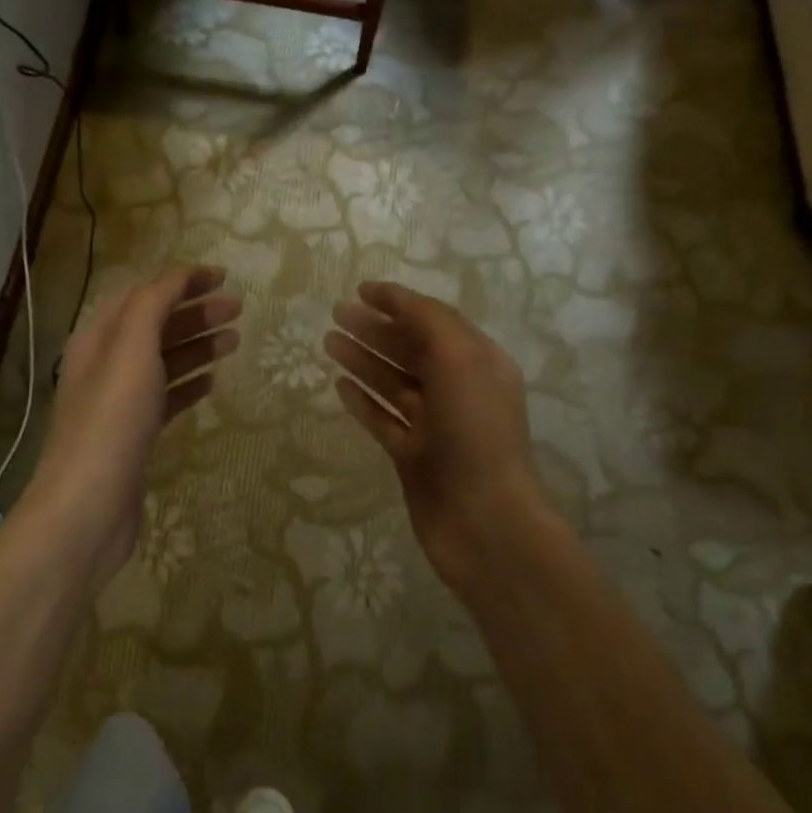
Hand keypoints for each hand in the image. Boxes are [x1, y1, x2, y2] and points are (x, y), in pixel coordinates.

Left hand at [27, 266, 241, 591]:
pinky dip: (189, 384)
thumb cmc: (111, 422)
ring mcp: (120, 403)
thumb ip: (153, 306)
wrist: (88, 506)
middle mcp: (106, 365)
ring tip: (235, 339)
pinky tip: (212, 382)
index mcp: (99, 339)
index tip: (222, 277)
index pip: (142, 295)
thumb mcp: (131, 350)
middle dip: (195, 312)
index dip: (180, 282)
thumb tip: (178, 277)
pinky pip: (166, 398)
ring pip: (163, 362)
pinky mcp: (134, 436)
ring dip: (197, 346)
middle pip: (155, 326)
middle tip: (238, 308)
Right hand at [325, 282, 547, 590]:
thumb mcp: (460, 361)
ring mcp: (434, 426)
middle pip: (411, 350)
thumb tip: (396, 299)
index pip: (435, 321)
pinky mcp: (413, 456)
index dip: (399, 303)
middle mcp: (458, 390)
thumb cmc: (475, 434)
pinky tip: (339, 386)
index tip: (360, 290)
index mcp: (478, 363)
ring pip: (393, 383)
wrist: (483, 522)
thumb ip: (429, 322)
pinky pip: (383, 419)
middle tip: (335, 314)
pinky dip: (363, 401)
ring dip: (363, 360)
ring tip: (329, 342)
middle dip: (375, 329)